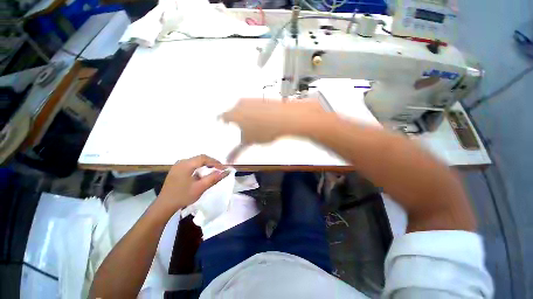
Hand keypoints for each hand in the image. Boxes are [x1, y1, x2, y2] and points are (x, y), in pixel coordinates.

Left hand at [156, 155, 229, 213]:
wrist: (164, 206)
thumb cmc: (182, 196)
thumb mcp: (200, 188)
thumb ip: (213, 178)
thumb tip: (226, 172)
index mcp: (186, 165)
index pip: (204, 158)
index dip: (215, 162)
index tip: (224, 168)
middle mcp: (181, 162)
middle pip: (200, 158)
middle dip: (212, 163)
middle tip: (220, 169)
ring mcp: (178, 166)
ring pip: (196, 161)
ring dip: (206, 164)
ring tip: (214, 170)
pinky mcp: (177, 170)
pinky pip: (191, 165)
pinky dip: (200, 167)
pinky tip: (203, 173)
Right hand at [220, 98, 323, 161]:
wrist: (283, 118)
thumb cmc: (263, 130)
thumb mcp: (249, 142)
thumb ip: (237, 151)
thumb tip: (228, 160)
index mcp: (233, 114)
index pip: (221, 117)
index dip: (222, 122)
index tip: (223, 125)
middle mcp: (240, 104)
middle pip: (232, 111)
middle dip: (234, 120)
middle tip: (240, 128)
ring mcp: (252, 100)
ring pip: (243, 108)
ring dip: (244, 115)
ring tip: (253, 125)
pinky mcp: (262, 99)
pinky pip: (253, 106)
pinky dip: (254, 112)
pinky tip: (261, 119)